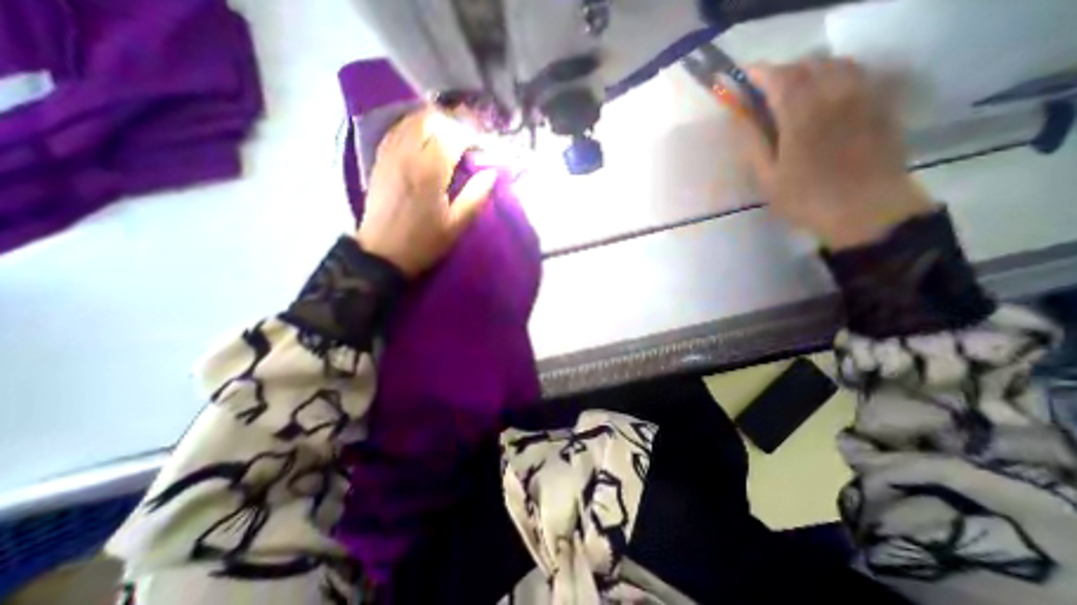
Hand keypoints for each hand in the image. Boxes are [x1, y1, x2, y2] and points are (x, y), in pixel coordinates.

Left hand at [356, 110, 501, 275]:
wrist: (383, 253)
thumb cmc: (424, 242)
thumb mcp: (456, 225)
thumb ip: (476, 195)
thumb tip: (493, 172)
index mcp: (429, 171)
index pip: (452, 134)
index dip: (472, 132)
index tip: (485, 142)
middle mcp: (407, 154)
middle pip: (431, 118)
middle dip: (454, 121)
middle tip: (470, 135)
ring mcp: (390, 154)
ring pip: (412, 119)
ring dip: (435, 121)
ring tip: (451, 134)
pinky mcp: (380, 159)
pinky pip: (397, 129)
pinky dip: (415, 127)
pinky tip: (426, 137)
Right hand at [732, 59, 935, 248]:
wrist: (865, 208)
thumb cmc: (806, 198)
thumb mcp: (767, 178)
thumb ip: (754, 143)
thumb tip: (741, 118)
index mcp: (802, 116)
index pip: (780, 78)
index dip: (759, 73)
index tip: (742, 76)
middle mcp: (835, 95)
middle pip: (808, 64)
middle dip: (782, 70)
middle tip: (764, 89)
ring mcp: (863, 96)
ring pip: (836, 63)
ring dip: (810, 69)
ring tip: (794, 88)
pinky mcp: (880, 103)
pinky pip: (857, 74)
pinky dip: (835, 74)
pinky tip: (825, 93)